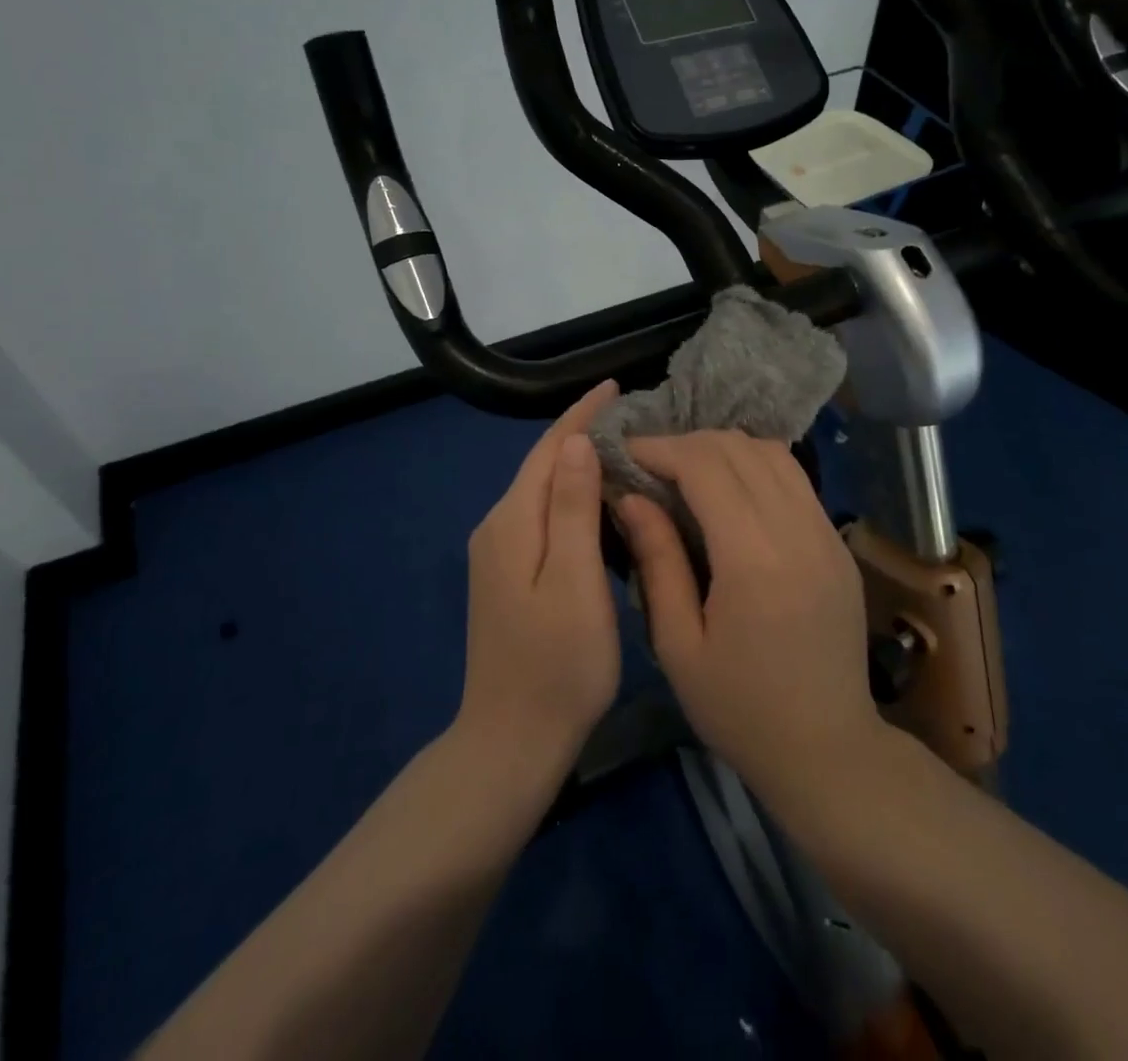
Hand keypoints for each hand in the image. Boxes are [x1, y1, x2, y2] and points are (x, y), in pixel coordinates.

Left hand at [457, 380, 621, 781]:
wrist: (511, 740)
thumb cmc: (557, 664)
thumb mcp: (574, 581)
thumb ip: (572, 509)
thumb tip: (575, 442)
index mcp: (513, 523)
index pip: (548, 450)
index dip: (580, 415)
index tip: (613, 386)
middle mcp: (497, 528)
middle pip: (542, 467)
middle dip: (580, 435)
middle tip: (630, 418)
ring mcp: (497, 554)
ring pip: (542, 492)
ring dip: (576, 466)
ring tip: (622, 450)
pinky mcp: (506, 575)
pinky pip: (541, 517)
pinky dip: (570, 498)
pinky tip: (597, 502)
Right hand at [617, 432, 883, 802]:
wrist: (829, 751)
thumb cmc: (740, 710)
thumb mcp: (679, 645)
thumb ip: (657, 561)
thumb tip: (631, 496)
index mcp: (754, 560)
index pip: (705, 466)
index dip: (660, 448)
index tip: (625, 452)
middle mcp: (797, 531)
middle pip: (739, 449)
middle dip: (687, 443)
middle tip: (649, 464)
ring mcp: (826, 533)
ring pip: (772, 453)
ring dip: (723, 449)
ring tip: (686, 470)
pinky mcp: (838, 542)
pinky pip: (795, 479)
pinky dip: (755, 466)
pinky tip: (729, 490)